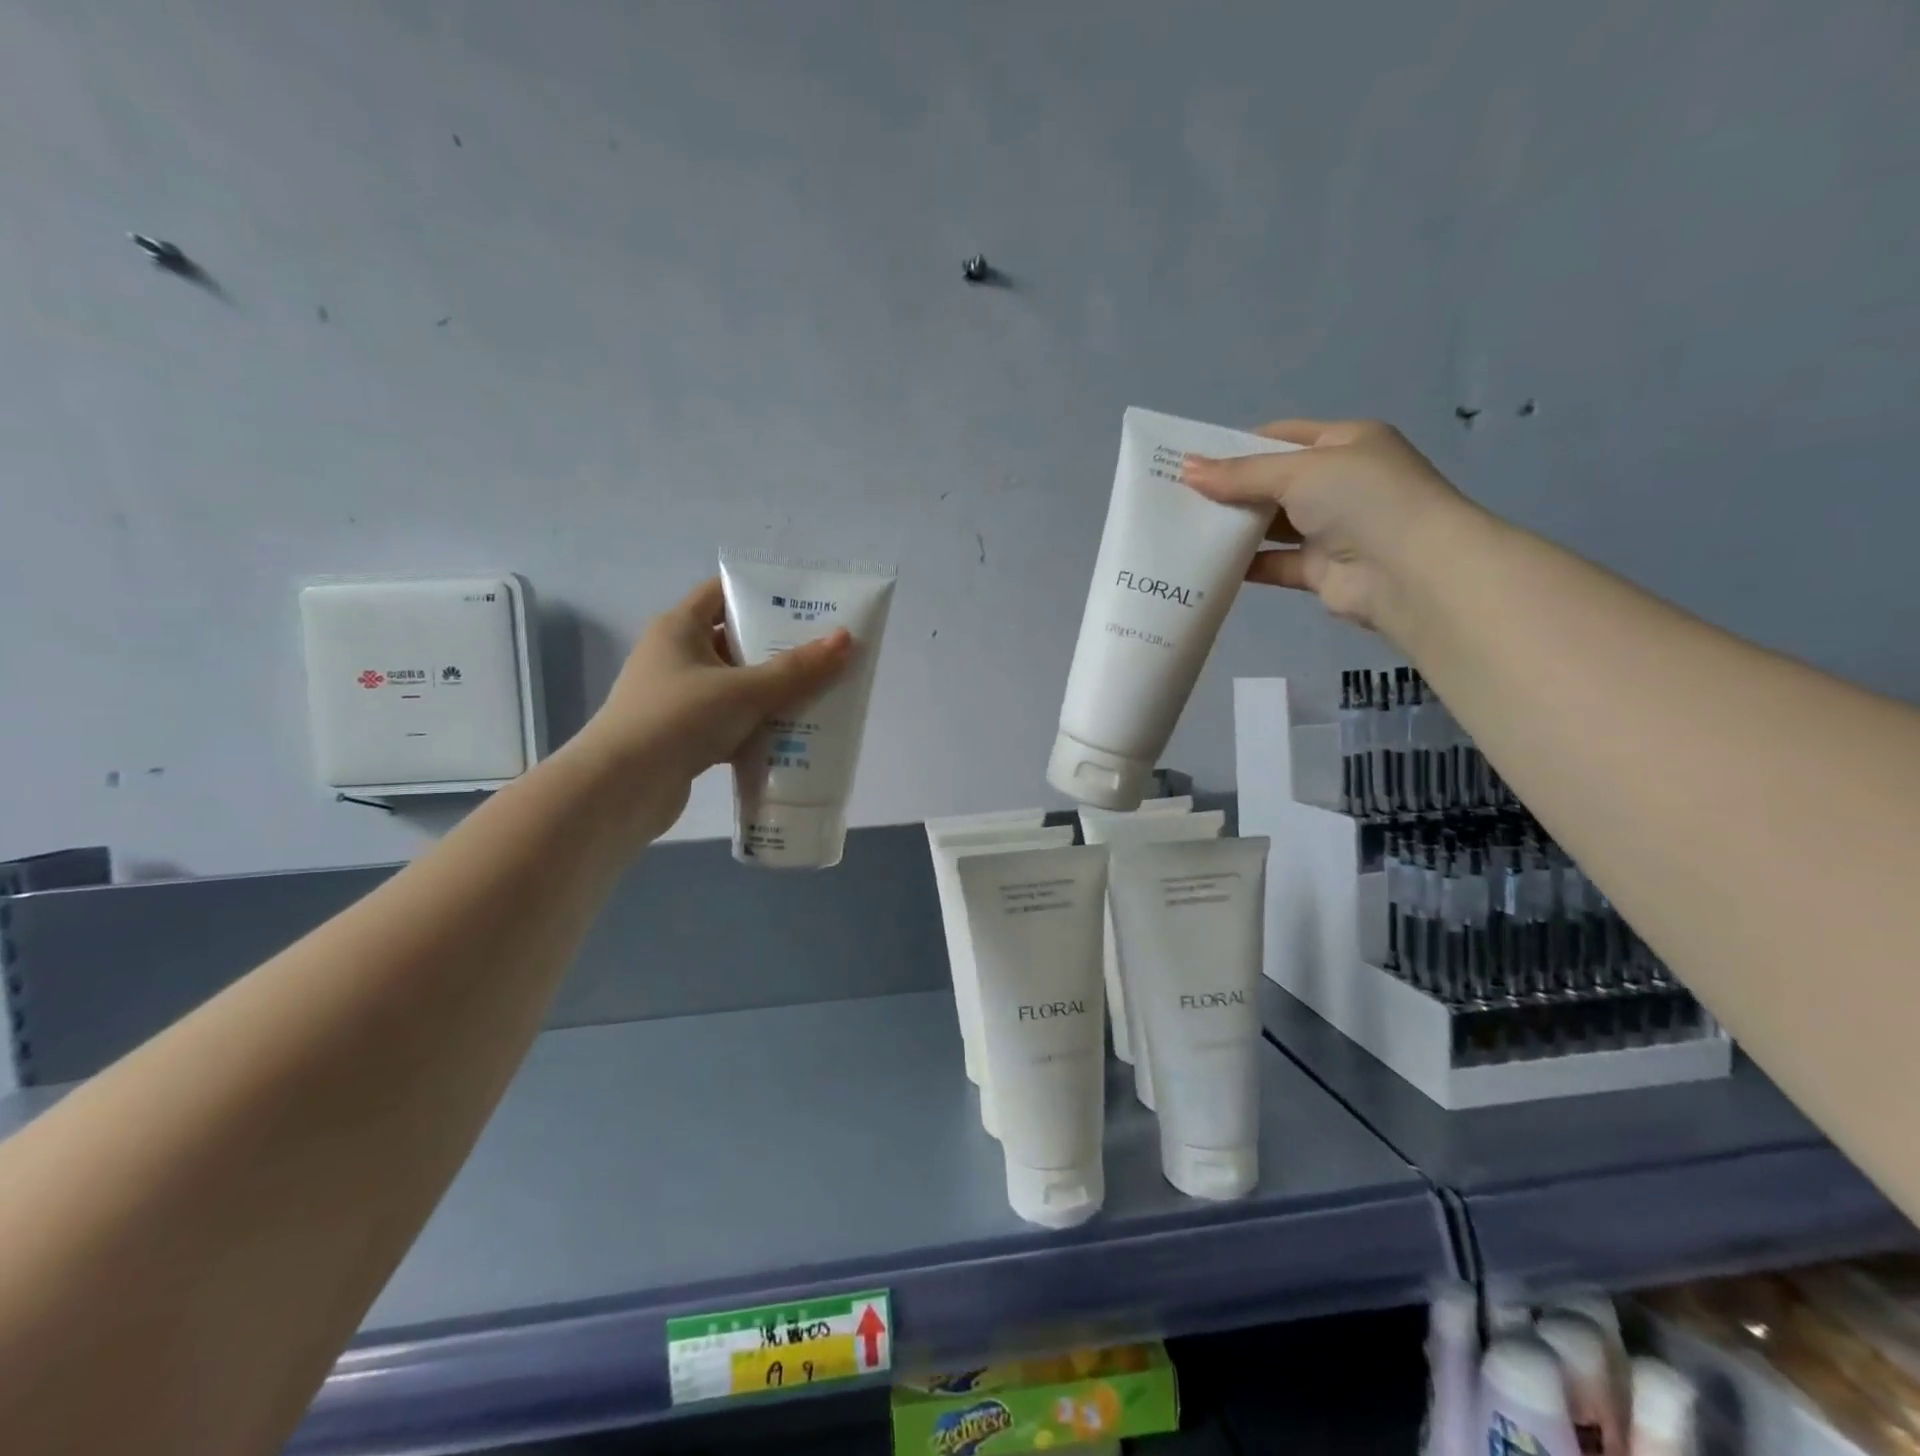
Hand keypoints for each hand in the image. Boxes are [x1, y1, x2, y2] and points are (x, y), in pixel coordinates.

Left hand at [573, 578, 850, 817]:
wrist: (621, 789)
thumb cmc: (679, 720)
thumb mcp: (744, 690)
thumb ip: (796, 669)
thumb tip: (846, 639)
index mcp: (678, 629)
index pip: (720, 593)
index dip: (760, 593)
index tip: (803, 603)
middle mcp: (674, 657)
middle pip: (733, 640)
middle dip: (777, 646)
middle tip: (823, 649)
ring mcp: (677, 698)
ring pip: (734, 684)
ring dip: (771, 690)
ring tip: (819, 691)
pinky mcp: (683, 735)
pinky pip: (729, 720)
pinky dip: (756, 724)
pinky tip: (791, 733)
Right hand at [1181, 419, 1476, 632]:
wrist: (1409, 572)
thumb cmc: (1361, 500)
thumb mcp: (1299, 471)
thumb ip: (1241, 474)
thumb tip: (1186, 469)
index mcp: (1346, 444)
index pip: (1282, 436)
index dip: (1237, 445)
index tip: (1193, 460)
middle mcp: (1340, 483)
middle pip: (1273, 482)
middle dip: (1230, 488)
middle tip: (1178, 497)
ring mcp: (1331, 528)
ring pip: (1271, 525)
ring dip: (1234, 527)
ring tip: (1184, 529)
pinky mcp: (1320, 570)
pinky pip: (1274, 563)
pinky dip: (1244, 564)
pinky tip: (1207, 564)